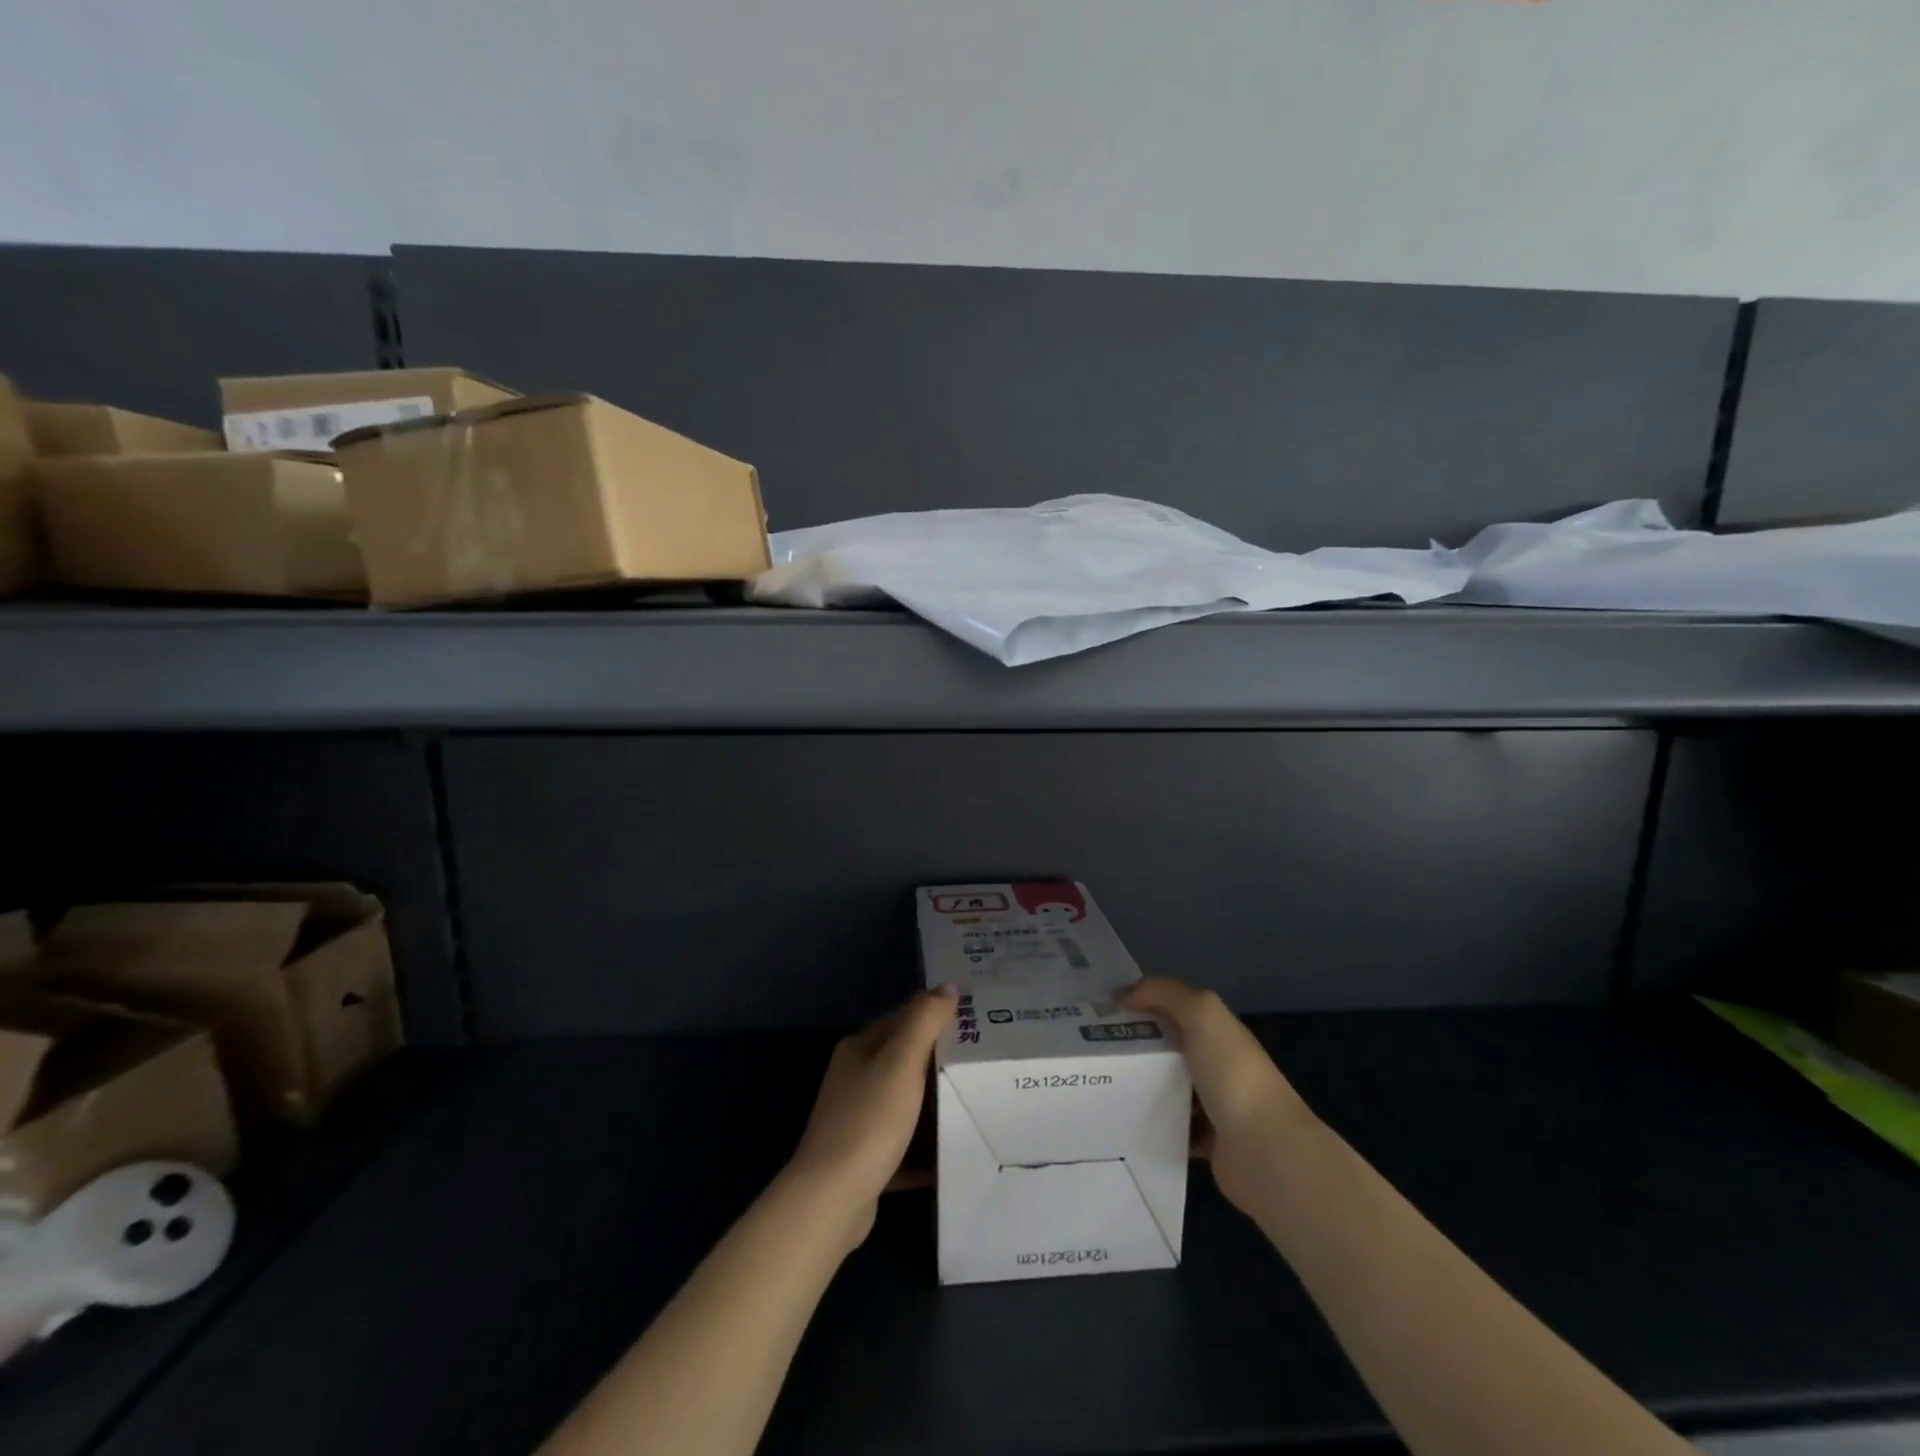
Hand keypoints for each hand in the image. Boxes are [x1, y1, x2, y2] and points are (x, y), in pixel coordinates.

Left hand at [785, 987, 956, 1248]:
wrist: (832, 1199)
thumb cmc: (870, 1120)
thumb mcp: (901, 1062)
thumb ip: (925, 1020)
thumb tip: (948, 985)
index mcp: (860, 1049)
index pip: (903, 1019)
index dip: (936, 1015)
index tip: (976, 1020)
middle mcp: (854, 1079)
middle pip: (905, 1061)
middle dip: (940, 1061)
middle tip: (985, 1061)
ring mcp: (857, 1120)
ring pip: (905, 1103)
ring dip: (934, 1105)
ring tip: (977, 1102)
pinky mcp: (864, 1160)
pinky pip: (903, 1146)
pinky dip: (925, 1148)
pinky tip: (952, 1152)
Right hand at [1119, 976, 1315, 1216]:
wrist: (1265, 1151)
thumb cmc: (1233, 1074)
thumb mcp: (1202, 1013)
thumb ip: (1164, 993)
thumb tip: (1123, 993)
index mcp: (1218, 1032)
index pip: (1175, 1008)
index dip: (1141, 1002)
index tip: (1100, 1007)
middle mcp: (1218, 1064)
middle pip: (1167, 1047)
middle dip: (1134, 1044)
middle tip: (1089, 1046)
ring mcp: (1214, 1105)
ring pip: (1167, 1087)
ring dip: (1140, 1085)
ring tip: (1098, 1081)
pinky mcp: (1206, 1143)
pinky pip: (1171, 1126)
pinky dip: (1151, 1123)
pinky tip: (1122, 1120)